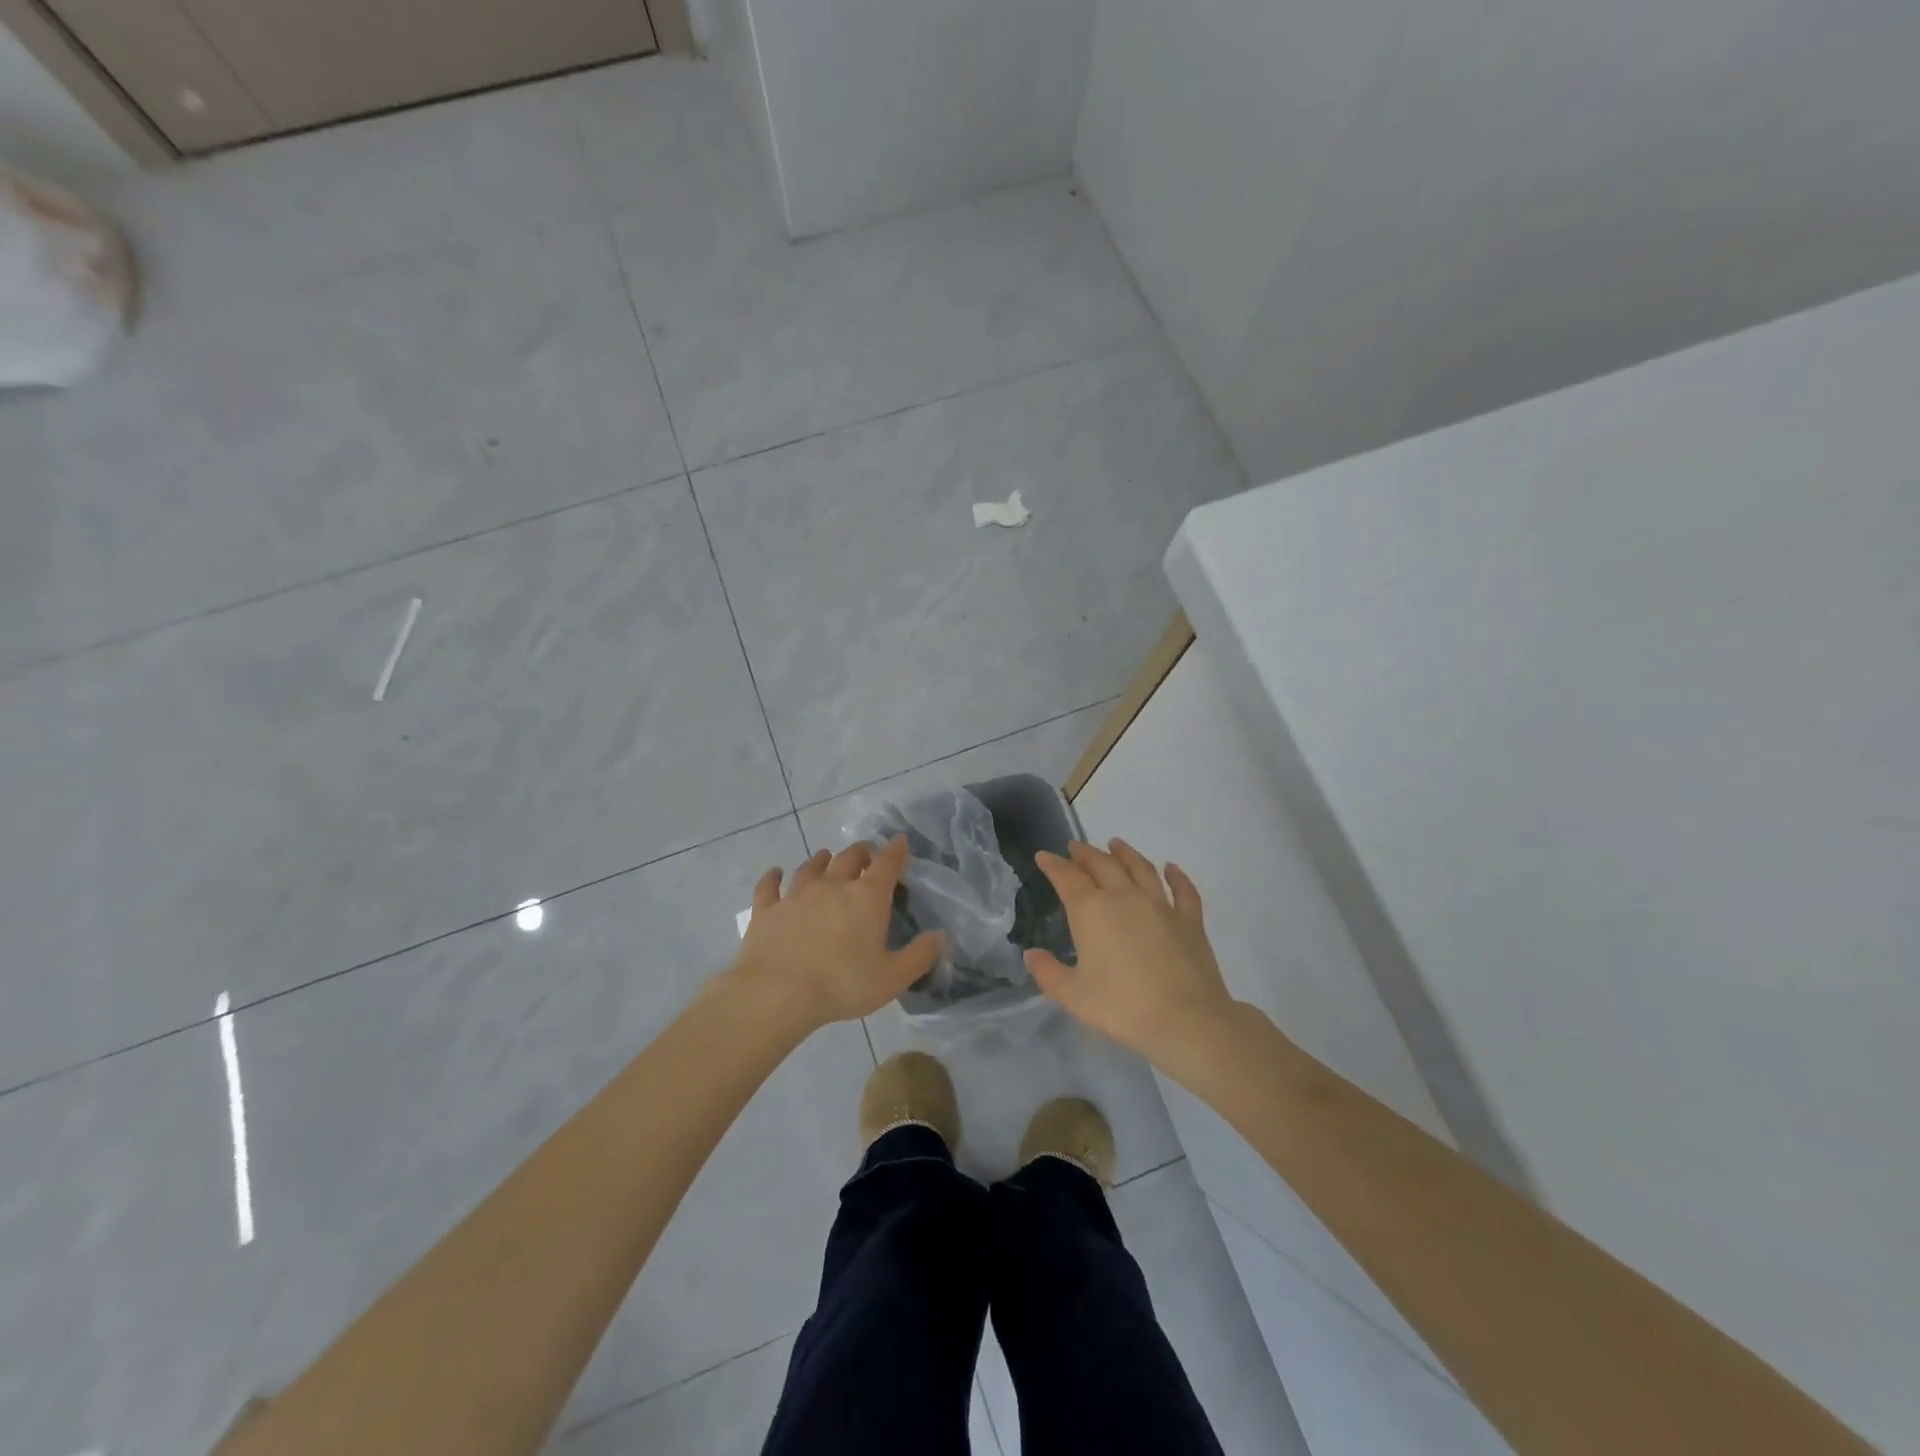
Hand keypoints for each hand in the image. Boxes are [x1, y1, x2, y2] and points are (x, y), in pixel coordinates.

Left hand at [730, 837, 943, 1033]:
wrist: (777, 993)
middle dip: (860, 853)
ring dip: (822, 860)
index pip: (886, 863)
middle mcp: (832, 886)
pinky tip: (774, 873)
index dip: (896, 850)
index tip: (900, 842)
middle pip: (848, 858)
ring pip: (811, 867)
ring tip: (827, 857)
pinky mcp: (767, 910)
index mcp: (867, 897)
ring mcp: (796, 895)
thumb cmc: (842, 984)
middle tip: (865, 854)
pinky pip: (769, 886)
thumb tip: (939, 937)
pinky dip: (773, 877)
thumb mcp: (892, 978)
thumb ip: (919, 956)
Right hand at [1026, 839, 1236, 1067]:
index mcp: (1092, 911)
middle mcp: (1125, 897)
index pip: (1067, 877)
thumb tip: (1031, 954)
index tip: (1044, 856)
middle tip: (1075, 848)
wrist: (1185, 1020)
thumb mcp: (1074, 995)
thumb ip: (1048, 972)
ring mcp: (1160, 906)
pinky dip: (1177, 876)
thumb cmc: (1122, 1007)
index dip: (1053, 865)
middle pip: (1103, 865)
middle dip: (1086, 854)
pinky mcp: (1189, 921)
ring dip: (1126, 854)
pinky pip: (1183, 891)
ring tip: (1116, 844)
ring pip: (1140, 869)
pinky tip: (1172, 868)